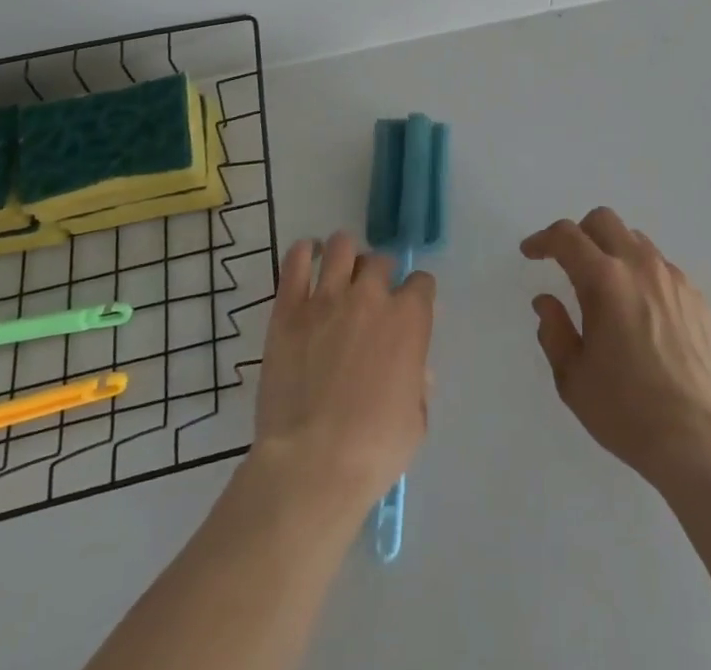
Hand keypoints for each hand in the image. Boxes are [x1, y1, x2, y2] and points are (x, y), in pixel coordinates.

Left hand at [253, 231, 435, 512]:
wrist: (312, 464)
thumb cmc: (374, 451)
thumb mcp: (416, 421)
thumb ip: (418, 383)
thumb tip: (415, 369)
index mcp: (409, 319)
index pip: (422, 283)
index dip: (417, 295)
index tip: (410, 311)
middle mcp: (371, 295)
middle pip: (380, 261)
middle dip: (381, 274)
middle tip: (372, 297)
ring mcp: (327, 298)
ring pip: (341, 246)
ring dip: (346, 255)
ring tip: (341, 271)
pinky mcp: (288, 309)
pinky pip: (294, 261)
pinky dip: (303, 252)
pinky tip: (307, 257)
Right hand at [522, 209, 710, 484]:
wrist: (702, 441)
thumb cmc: (628, 411)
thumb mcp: (573, 378)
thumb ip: (554, 331)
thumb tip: (546, 301)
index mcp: (605, 280)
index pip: (566, 237)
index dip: (542, 239)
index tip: (531, 252)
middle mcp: (641, 266)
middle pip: (604, 221)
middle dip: (580, 234)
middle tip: (568, 263)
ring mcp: (674, 279)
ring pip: (636, 241)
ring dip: (614, 252)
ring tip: (608, 290)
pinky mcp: (699, 299)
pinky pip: (663, 270)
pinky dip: (643, 277)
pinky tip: (643, 314)